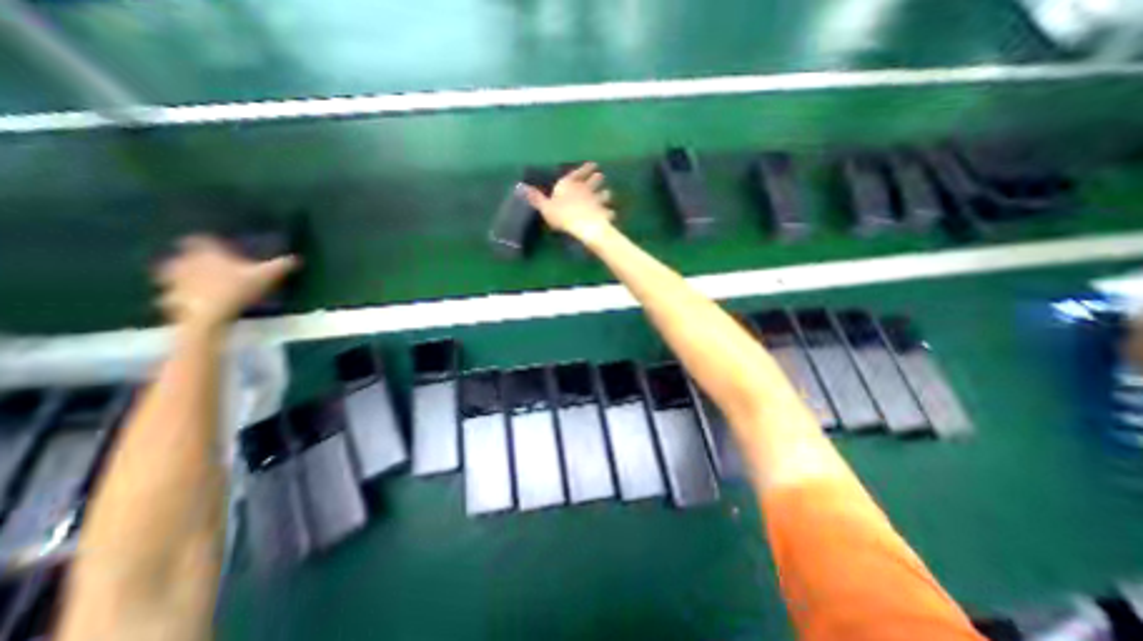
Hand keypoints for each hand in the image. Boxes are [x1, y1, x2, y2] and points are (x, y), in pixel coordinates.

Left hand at [156, 235, 297, 334]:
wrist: (208, 315)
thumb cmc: (237, 289)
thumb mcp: (267, 276)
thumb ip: (281, 266)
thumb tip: (297, 258)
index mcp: (206, 253)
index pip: (200, 239)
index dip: (208, 241)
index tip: (216, 244)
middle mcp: (185, 262)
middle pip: (182, 255)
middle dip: (190, 259)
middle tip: (206, 264)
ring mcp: (174, 281)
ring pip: (171, 274)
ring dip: (179, 277)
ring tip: (195, 283)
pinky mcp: (171, 299)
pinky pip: (172, 295)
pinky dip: (178, 297)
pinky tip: (189, 303)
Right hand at [521, 160, 617, 240]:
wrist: (583, 226)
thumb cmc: (562, 215)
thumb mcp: (545, 207)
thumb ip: (536, 198)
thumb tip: (521, 187)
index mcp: (570, 184)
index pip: (581, 171)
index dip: (587, 168)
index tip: (593, 165)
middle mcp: (586, 188)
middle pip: (597, 178)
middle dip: (598, 178)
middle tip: (599, 178)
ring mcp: (597, 200)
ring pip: (606, 193)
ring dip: (606, 195)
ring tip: (605, 197)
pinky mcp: (605, 212)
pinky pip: (610, 212)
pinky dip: (609, 213)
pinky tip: (609, 215)